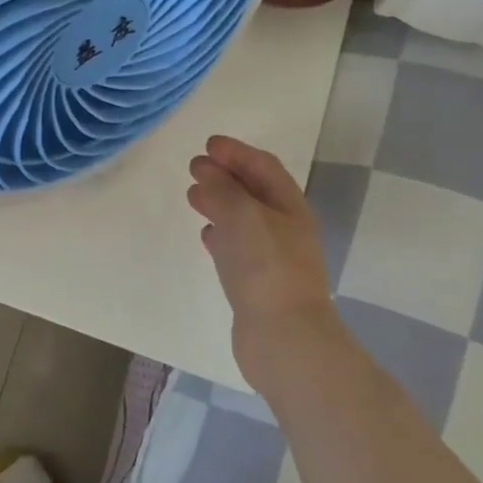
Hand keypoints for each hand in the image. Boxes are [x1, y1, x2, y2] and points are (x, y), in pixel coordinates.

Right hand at [187, 135, 337, 382]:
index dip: (237, 152)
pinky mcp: (257, 283)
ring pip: (243, 219)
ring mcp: (272, 258)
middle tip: (195, 167)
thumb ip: (221, 189)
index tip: (207, 144)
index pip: (263, 167)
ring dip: (220, 202)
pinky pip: (237, 247)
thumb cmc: (266, 269)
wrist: (284, 338)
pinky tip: (206, 236)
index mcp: (289, 207)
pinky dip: (220, 234)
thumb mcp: (241, 216)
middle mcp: (284, 228)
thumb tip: (206, 171)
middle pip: (253, 191)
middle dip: (226, 175)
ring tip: (193, 196)